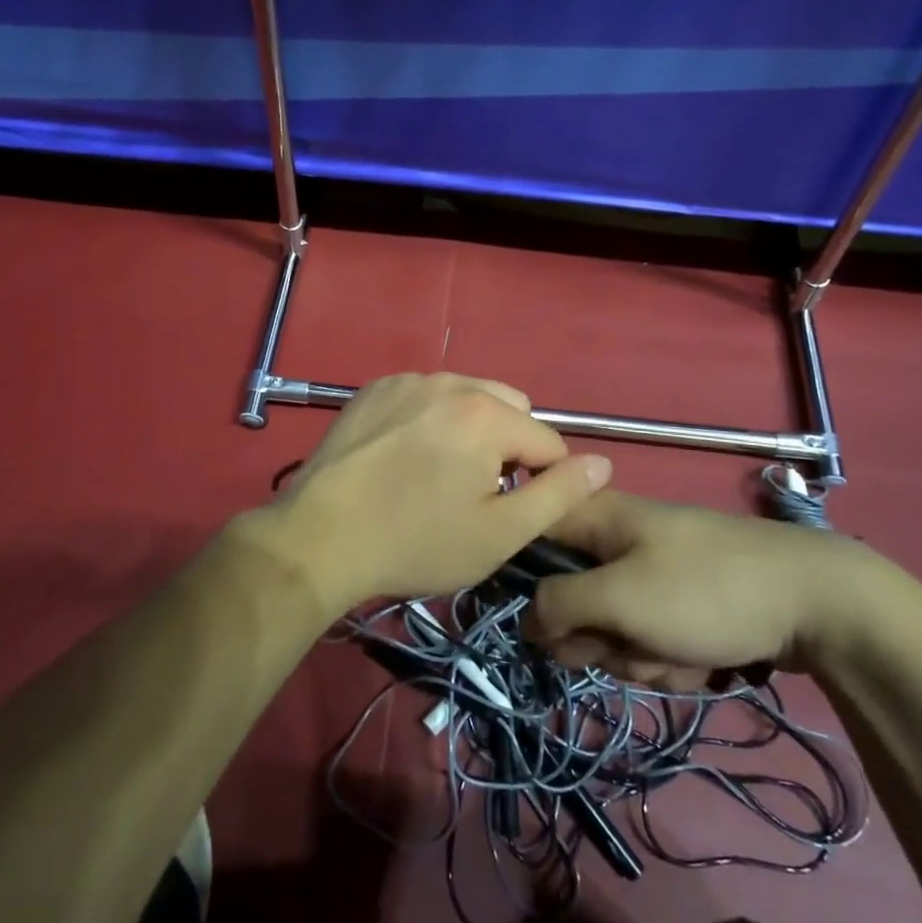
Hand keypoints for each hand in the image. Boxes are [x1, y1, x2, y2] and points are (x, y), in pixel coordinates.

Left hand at [238, 373, 611, 611]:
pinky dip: (430, 419)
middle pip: (509, 409)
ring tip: (437, 475)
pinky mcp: (374, 388)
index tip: (507, 511)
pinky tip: (404, 456)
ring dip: (470, 430)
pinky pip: (425, 396)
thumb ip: (558, 495)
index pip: (547, 442)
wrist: (319, 537)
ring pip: (467, 398)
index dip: (540, 482)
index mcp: (486, 414)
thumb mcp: (499, 534)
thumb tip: (603, 464)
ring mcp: (406, 380)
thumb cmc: (415, 542)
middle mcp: (450, 381)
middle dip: (507, 447)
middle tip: (472, 494)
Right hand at [524, 491, 896, 679]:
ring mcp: (650, 571)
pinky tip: (702, 657)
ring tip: (678, 651)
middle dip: (597, 636)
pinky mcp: (680, 601)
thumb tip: (525, 620)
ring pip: (610, 627)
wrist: (817, 603)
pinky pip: (648, 637)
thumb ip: (557, 605)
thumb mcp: (620, 598)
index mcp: (594, 517)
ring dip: (638, 654)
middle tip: (627, 641)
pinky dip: (669, 656)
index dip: (522, 583)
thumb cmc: (706, 591)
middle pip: (567, 597)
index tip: (544, 620)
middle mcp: (614, 540)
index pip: (527, 538)